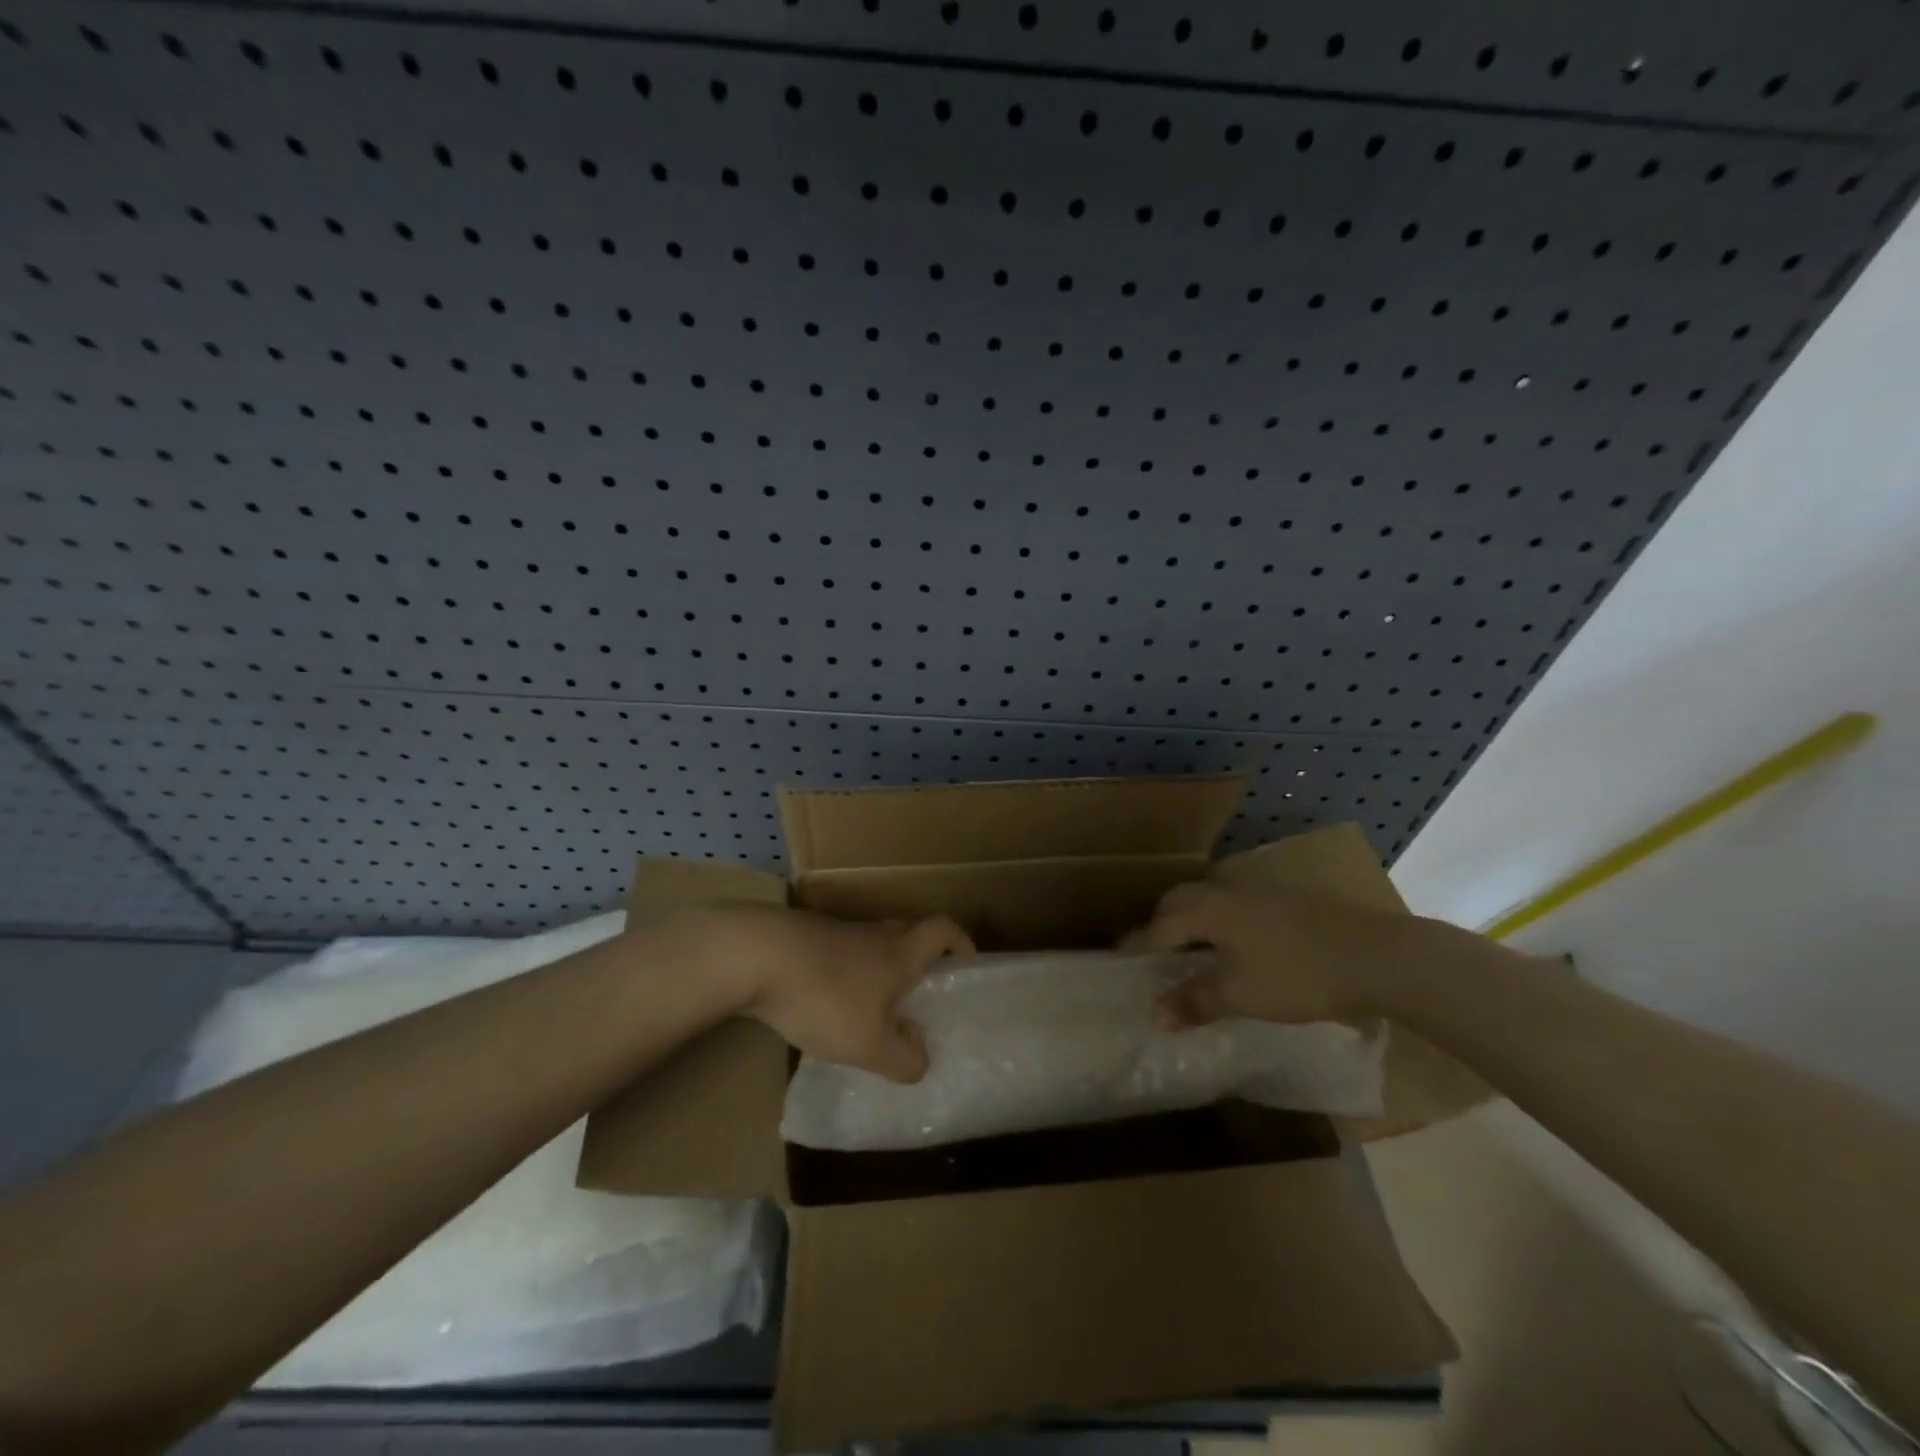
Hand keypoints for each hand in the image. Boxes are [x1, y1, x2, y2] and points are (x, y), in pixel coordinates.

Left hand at [656, 905, 972, 1082]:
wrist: (754, 955)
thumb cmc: (825, 996)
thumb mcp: (870, 1044)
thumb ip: (904, 1059)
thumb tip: (921, 1056)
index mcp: (901, 951)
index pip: (943, 930)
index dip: (961, 942)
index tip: (968, 961)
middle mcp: (874, 934)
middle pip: (909, 933)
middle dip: (921, 959)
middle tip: (923, 991)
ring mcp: (836, 932)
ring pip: (871, 945)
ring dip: (880, 969)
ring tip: (876, 1007)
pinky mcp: (804, 940)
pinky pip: (839, 954)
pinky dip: (846, 974)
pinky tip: (829, 1006)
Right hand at [1120, 882, 1415, 1030]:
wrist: (1374, 956)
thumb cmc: (1297, 975)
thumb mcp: (1241, 995)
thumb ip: (1195, 1001)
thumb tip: (1155, 1013)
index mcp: (1207, 910)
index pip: (1158, 927)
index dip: (1138, 947)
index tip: (1119, 962)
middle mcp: (1225, 891)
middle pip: (1178, 902)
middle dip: (1160, 925)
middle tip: (1154, 956)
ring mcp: (1256, 891)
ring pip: (1206, 899)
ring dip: (1190, 920)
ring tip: (1189, 951)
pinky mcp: (1281, 899)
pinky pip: (1231, 905)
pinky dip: (1217, 921)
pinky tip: (1232, 946)